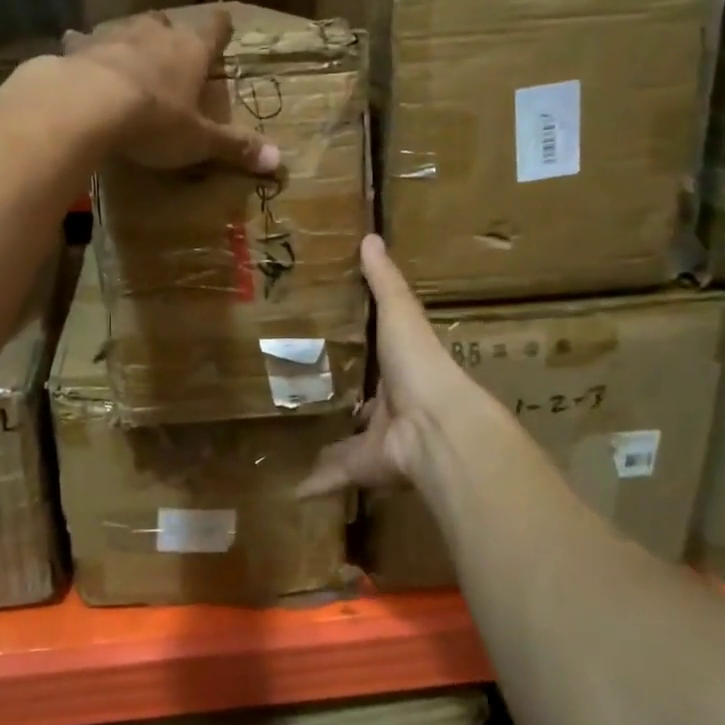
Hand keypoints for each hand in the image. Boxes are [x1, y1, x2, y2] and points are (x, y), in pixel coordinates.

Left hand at [63, 6, 279, 174]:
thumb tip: (279, 161)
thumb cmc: (155, 121)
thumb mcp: (199, 140)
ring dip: (128, 41)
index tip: (224, 26)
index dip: (221, 28)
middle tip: (170, 51)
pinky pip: (82, 42)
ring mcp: (115, 36)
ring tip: (127, 56)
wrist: (88, 105)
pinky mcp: (79, 47)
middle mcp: (155, 34)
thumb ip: (235, 147)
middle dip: (170, 36)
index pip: (214, 29)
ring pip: (126, 29)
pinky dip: (83, 49)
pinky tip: (75, 56)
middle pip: (168, 24)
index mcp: (191, 51)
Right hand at [299, 235, 487, 497]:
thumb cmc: (419, 363)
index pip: (378, 361)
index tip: (329, 347)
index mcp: (400, 370)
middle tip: (300, 395)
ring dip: (325, 446)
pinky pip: (335, 476)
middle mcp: (391, 408)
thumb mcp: (399, 313)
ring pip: (346, 444)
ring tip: (289, 439)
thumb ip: (383, 282)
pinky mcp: (363, 468)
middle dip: (341, 405)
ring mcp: (378, 441)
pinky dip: (314, 484)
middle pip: (362, 406)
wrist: (436, 424)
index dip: (359, 356)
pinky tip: (289, 488)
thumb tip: (370, 236)